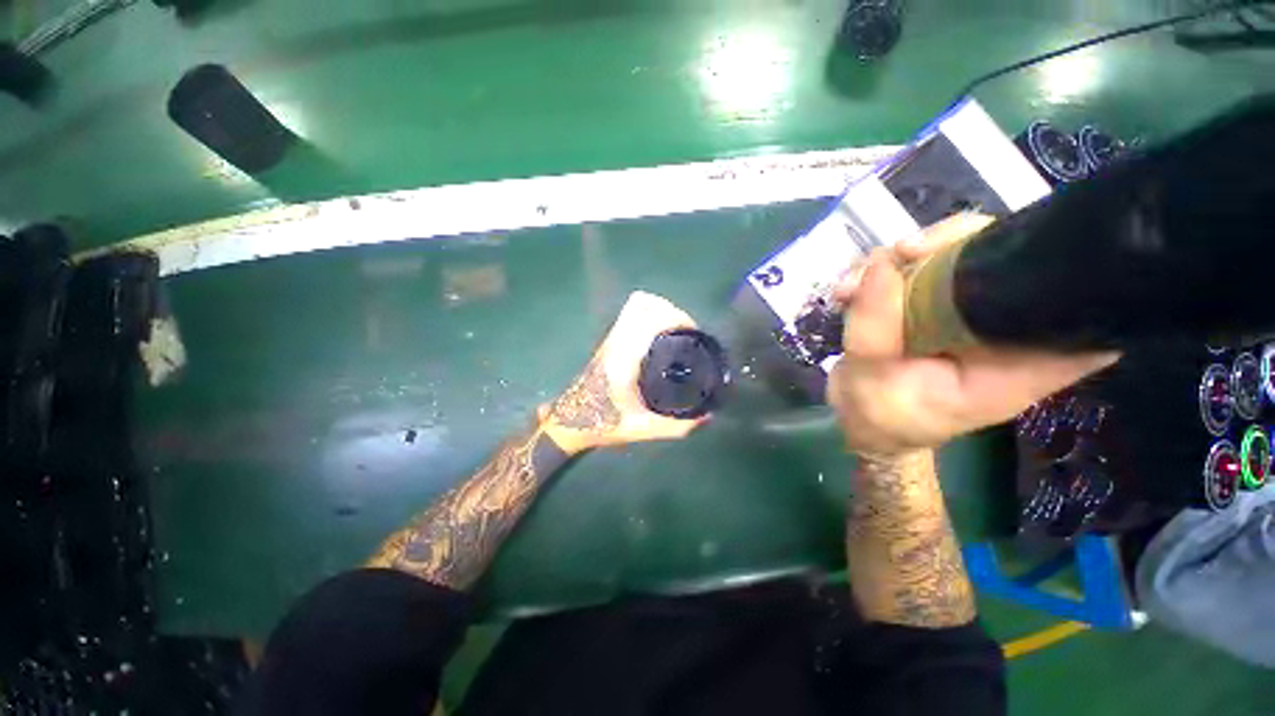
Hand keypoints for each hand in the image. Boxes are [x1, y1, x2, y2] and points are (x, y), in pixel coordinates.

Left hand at [542, 291, 708, 453]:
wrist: (571, 421)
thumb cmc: (604, 424)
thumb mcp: (642, 429)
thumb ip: (677, 427)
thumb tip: (708, 418)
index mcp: (624, 357)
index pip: (650, 318)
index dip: (676, 318)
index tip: (693, 333)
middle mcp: (617, 341)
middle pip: (645, 304)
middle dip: (672, 312)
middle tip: (688, 334)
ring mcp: (611, 338)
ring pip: (636, 305)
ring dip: (661, 310)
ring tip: (678, 331)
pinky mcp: (610, 340)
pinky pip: (631, 314)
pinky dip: (651, 314)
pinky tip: (662, 334)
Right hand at [826, 213, 1119, 458]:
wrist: (861, 419)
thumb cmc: (879, 415)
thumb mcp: (869, 380)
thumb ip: (875, 330)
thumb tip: (882, 264)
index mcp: (1016, 363)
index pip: (1083, 315)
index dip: (1073, 270)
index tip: (1023, 245)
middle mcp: (1002, 330)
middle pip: (1012, 259)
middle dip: (954, 243)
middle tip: (901, 254)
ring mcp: (967, 314)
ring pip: (956, 254)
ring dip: (900, 258)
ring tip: (850, 287)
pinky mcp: (935, 306)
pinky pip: (917, 268)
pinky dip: (880, 269)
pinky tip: (847, 290)